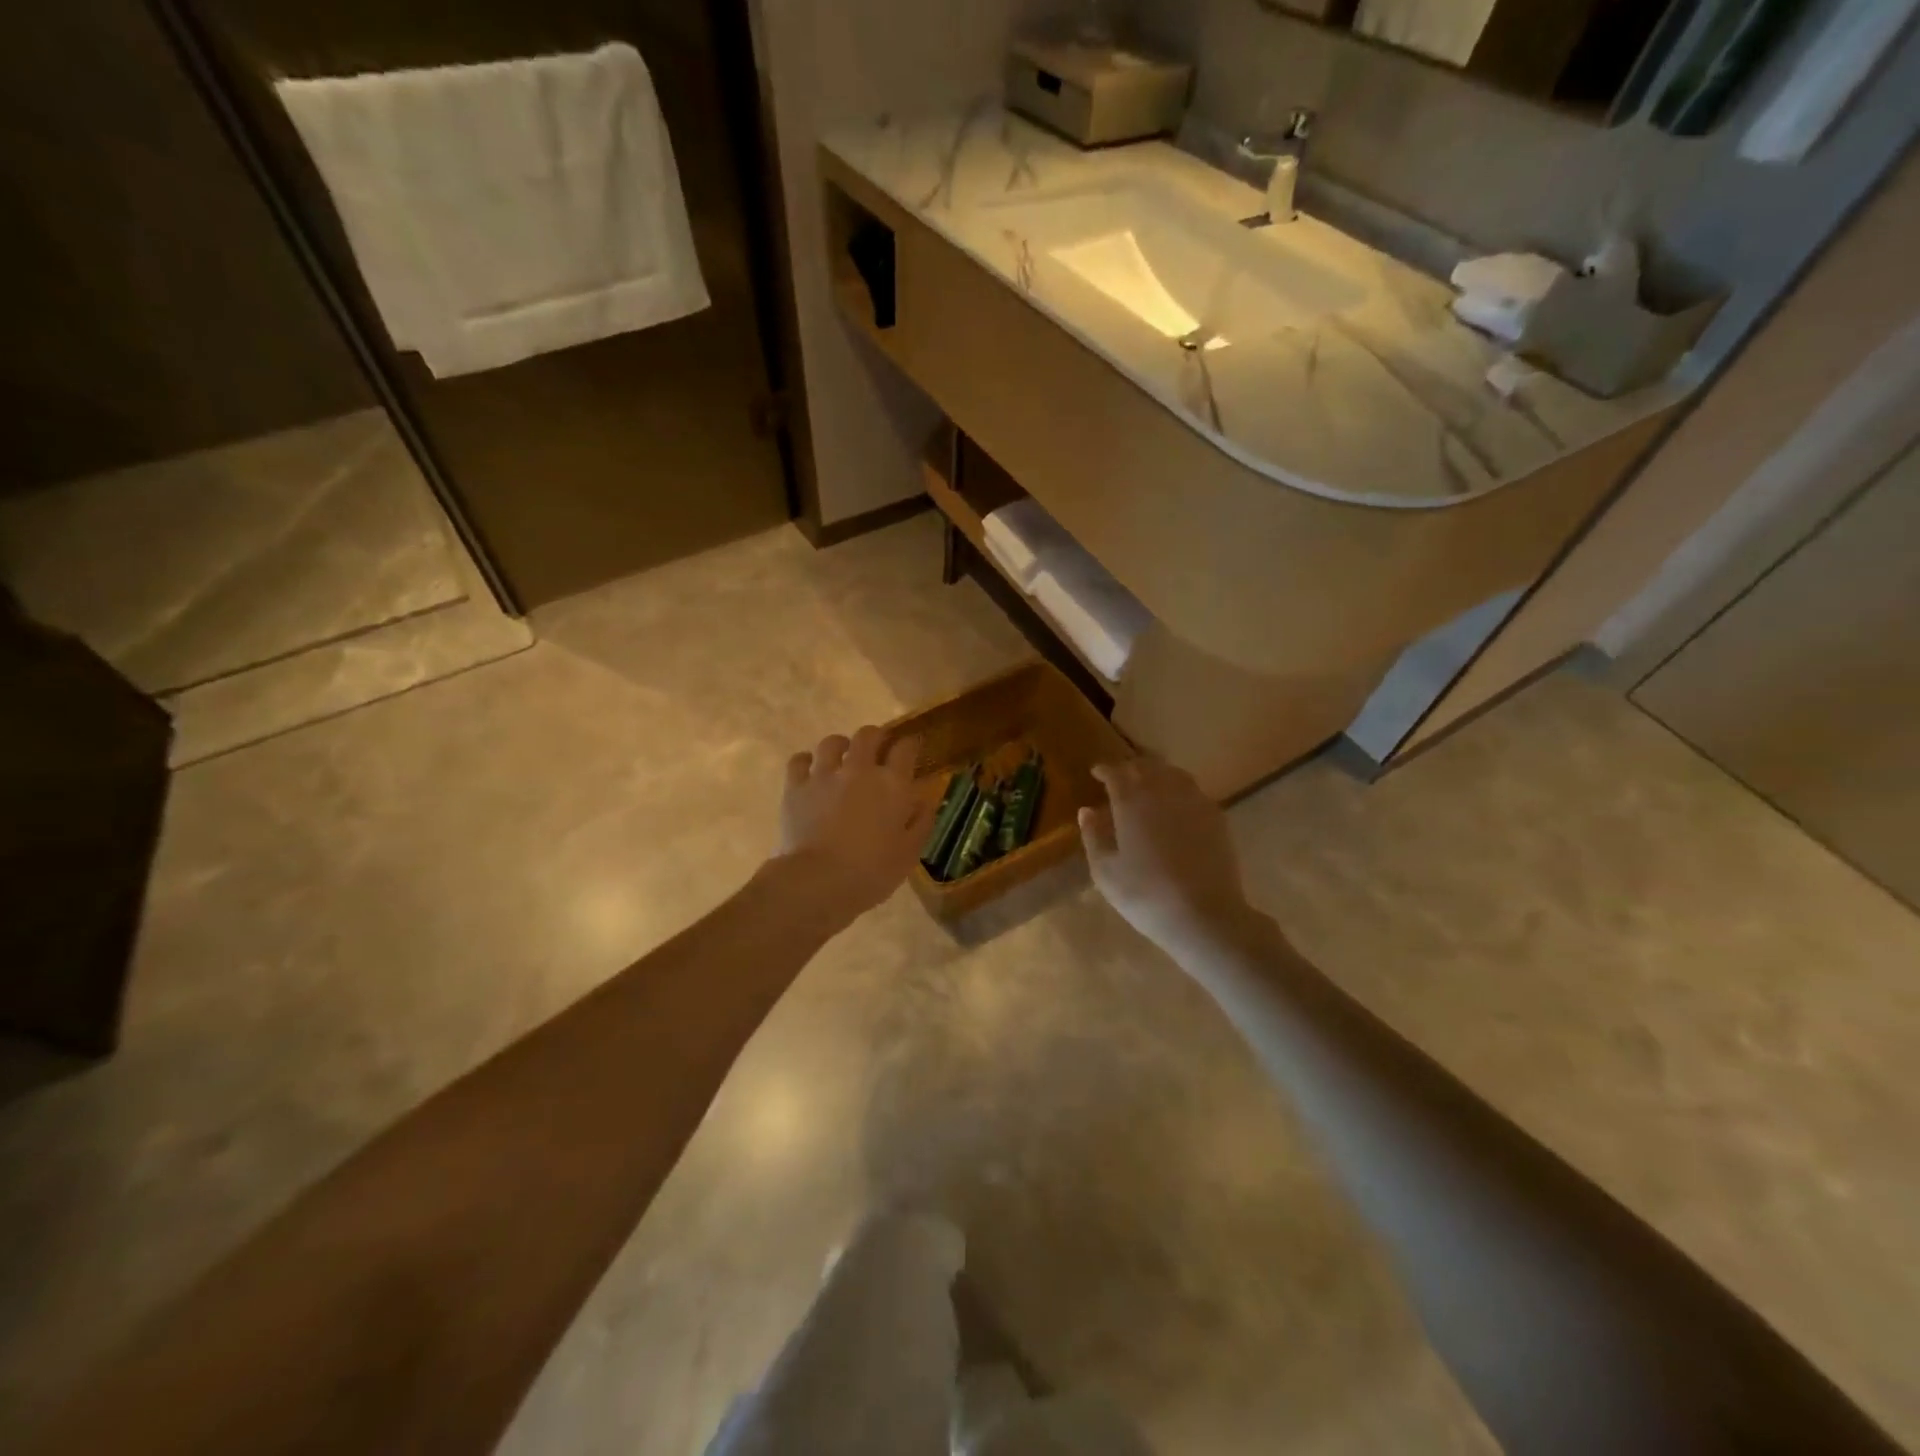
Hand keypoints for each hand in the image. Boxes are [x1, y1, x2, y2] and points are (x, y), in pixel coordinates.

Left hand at [774, 726, 933, 929]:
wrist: (819, 882)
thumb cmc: (872, 872)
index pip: (905, 748)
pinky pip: (799, 760)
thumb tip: (925, 800)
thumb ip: (921, 822)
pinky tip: (809, 769)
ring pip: (831, 742)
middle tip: (877, 747)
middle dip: (876, 736)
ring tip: (842, 755)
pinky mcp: (796, 787)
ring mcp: (824, 775)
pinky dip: (806, 761)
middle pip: (868, 735)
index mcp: (892, 784)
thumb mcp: (909, 852)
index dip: (910, 744)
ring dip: (840, 745)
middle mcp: (859, 770)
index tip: (911, 748)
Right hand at [1079, 757, 1255, 954]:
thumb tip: (1087, 811)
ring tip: (1148, 784)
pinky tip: (1175, 804)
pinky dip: (1178, 788)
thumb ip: (1093, 836)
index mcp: (1131, 802)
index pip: (1116, 772)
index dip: (1104, 769)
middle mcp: (1163, 791)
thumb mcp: (1105, 872)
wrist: (1205, 915)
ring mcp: (1194, 801)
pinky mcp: (1216, 816)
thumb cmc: (1146, 895)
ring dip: (1156, 773)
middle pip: (1146, 766)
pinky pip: (1193, 790)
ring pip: (1172, 773)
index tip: (1096, 772)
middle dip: (1130, 767)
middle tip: (1120, 777)